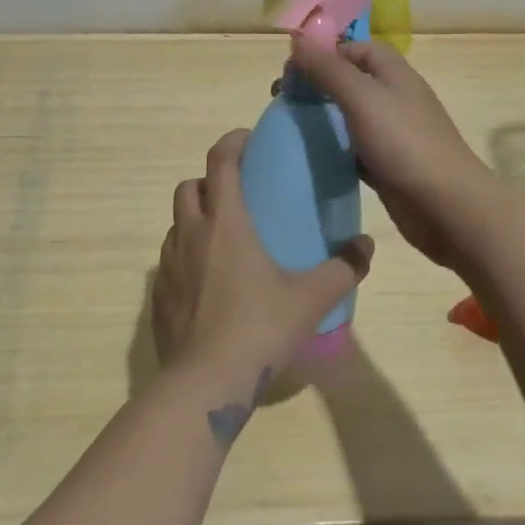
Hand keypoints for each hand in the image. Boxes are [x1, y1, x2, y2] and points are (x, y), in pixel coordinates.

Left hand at [153, 129, 375, 384]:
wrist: (205, 383)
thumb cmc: (259, 328)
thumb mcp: (310, 298)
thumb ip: (343, 268)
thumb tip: (366, 246)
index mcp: (225, 222)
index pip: (220, 161)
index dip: (232, 142)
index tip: (249, 140)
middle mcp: (190, 233)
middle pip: (189, 186)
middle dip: (210, 181)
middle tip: (238, 197)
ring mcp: (168, 264)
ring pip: (176, 223)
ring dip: (196, 219)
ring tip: (224, 240)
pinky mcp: (158, 295)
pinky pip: (169, 260)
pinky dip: (186, 256)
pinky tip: (209, 282)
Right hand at [288, 37, 509, 272]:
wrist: (446, 206)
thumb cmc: (404, 144)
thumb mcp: (362, 98)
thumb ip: (329, 69)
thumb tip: (298, 41)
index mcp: (394, 74)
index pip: (356, 48)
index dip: (325, 52)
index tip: (292, 69)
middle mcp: (394, 98)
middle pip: (351, 80)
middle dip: (318, 84)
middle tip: (283, 99)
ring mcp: (392, 133)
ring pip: (350, 116)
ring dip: (323, 117)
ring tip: (290, 126)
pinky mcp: (387, 164)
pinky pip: (354, 148)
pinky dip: (334, 148)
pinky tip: (311, 157)